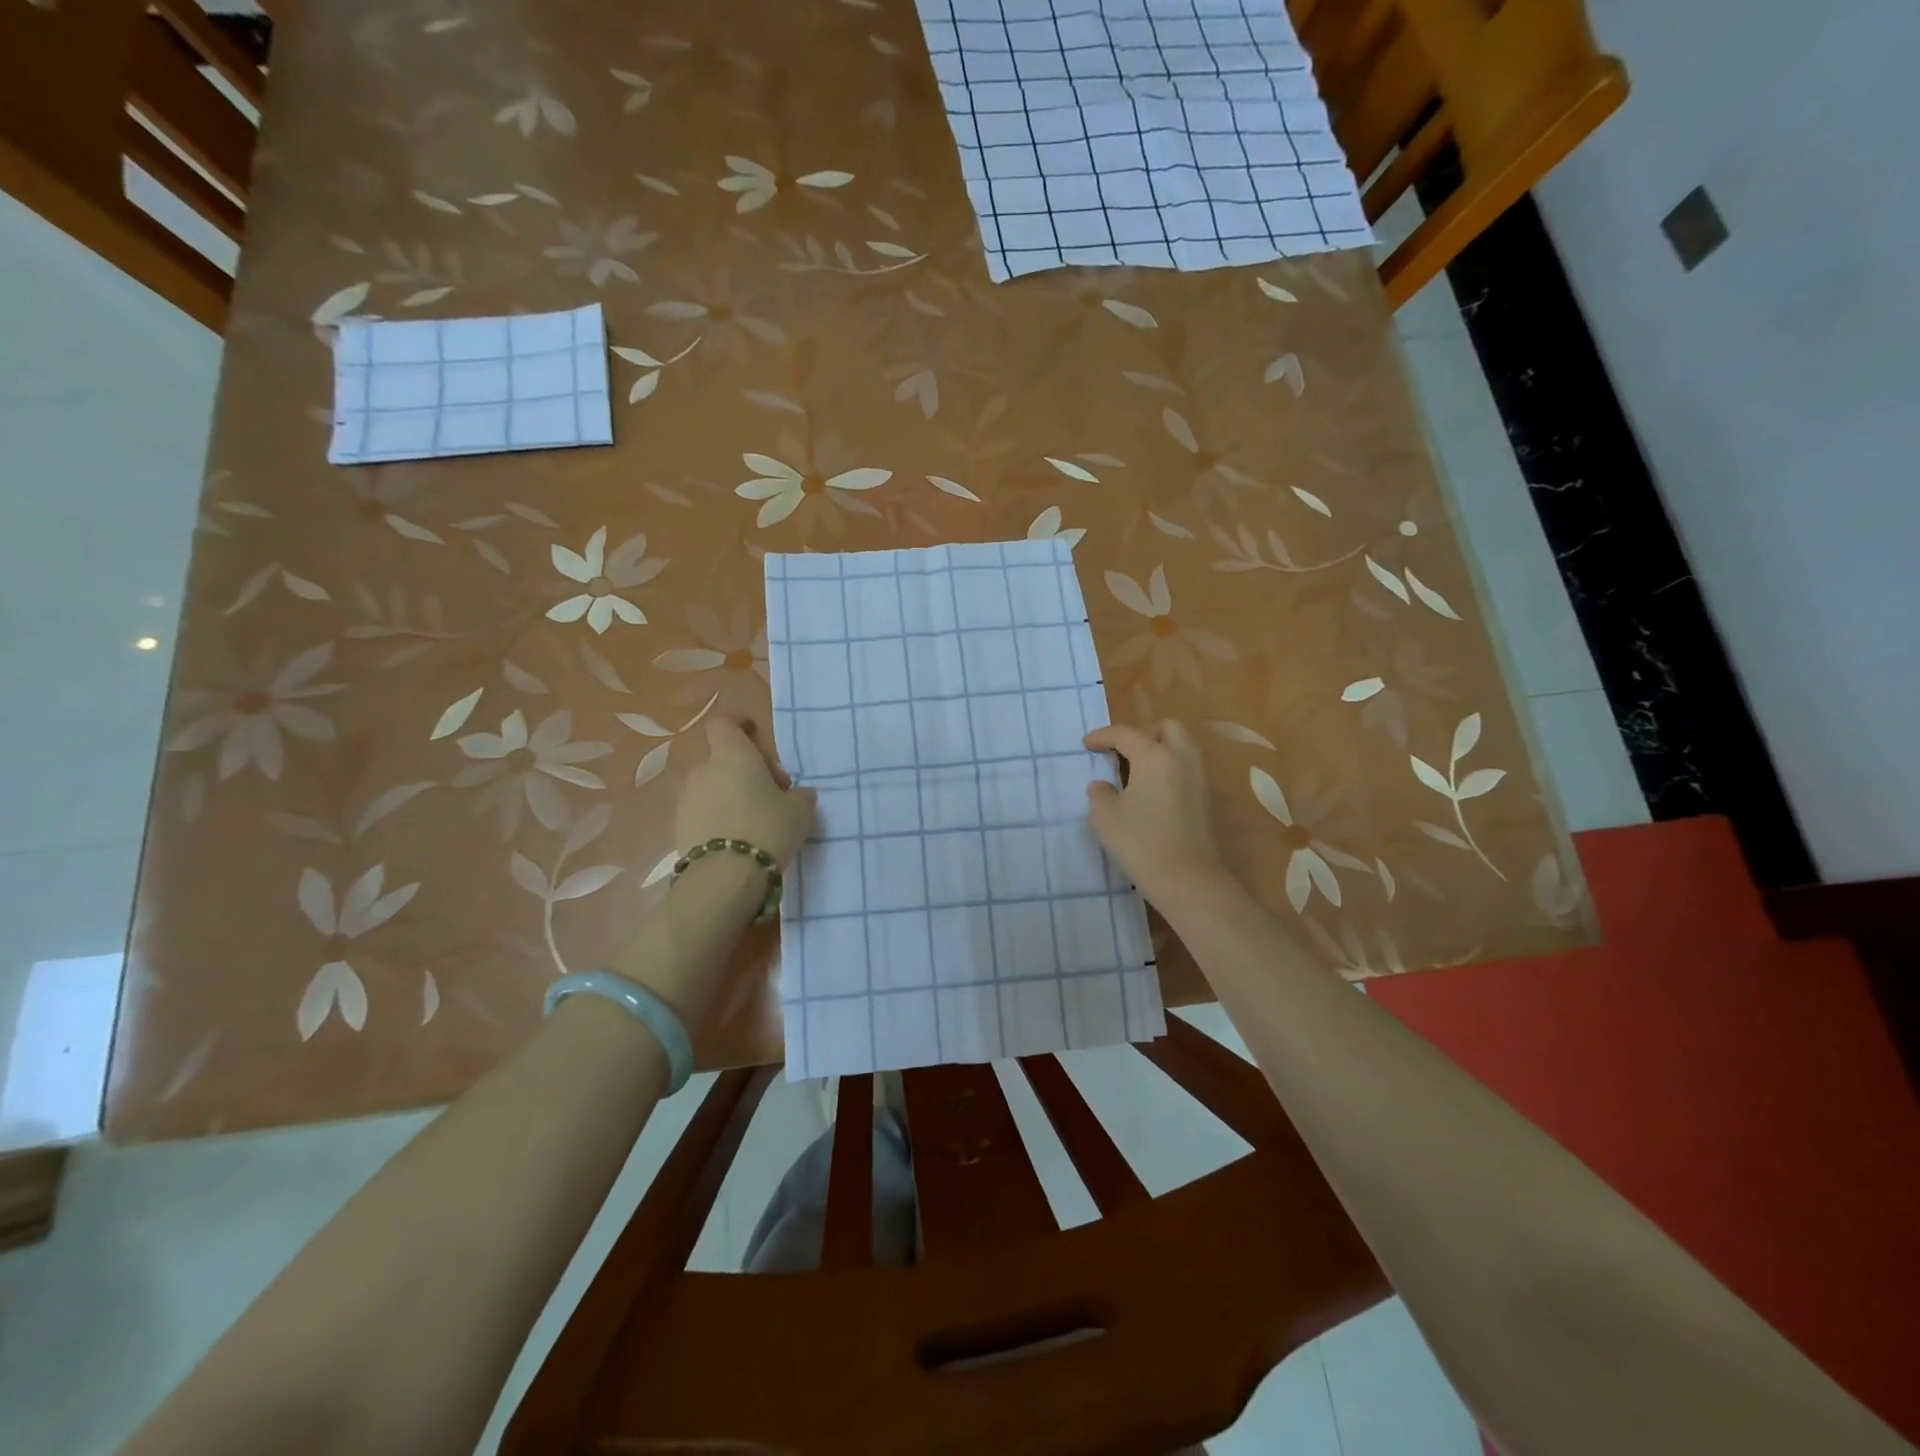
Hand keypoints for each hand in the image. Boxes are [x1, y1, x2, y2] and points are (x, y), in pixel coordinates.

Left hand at [674, 717, 815, 866]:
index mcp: (731, 755)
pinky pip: (701, 810)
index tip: (756, 737)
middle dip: (742, 769)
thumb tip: (798, 793)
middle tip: (769, 792)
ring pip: (710, 785)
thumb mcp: (799, 810)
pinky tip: (736, 837)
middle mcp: (703, 769)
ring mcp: (686, 798)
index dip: (739, 725)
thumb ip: (799, 795)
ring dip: (728, 794)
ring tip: (752, 819)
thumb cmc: (767, 828)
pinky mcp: (678, 826)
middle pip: (720, 757)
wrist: (725, 877)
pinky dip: (716, 815)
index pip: (724, 722)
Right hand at [1084, 720, 1229, 906]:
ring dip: (1158, 750)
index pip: (1126, 734)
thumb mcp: (1105, 816)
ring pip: (1181, 748)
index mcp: (1155, 756)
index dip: (1102, 736)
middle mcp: (1181, 759)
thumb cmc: (1140, 841)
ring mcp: (1198, 779)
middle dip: (1142, 734)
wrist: (1187, 879)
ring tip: (1135, 771)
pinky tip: (1150, 792)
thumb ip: (1100, 793)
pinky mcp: (1205, 800)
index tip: (1086, 745)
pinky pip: (1185, 770)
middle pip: (1166, 728)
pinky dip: (1168, 770)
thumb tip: (1103, 786)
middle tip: (1121, 752)